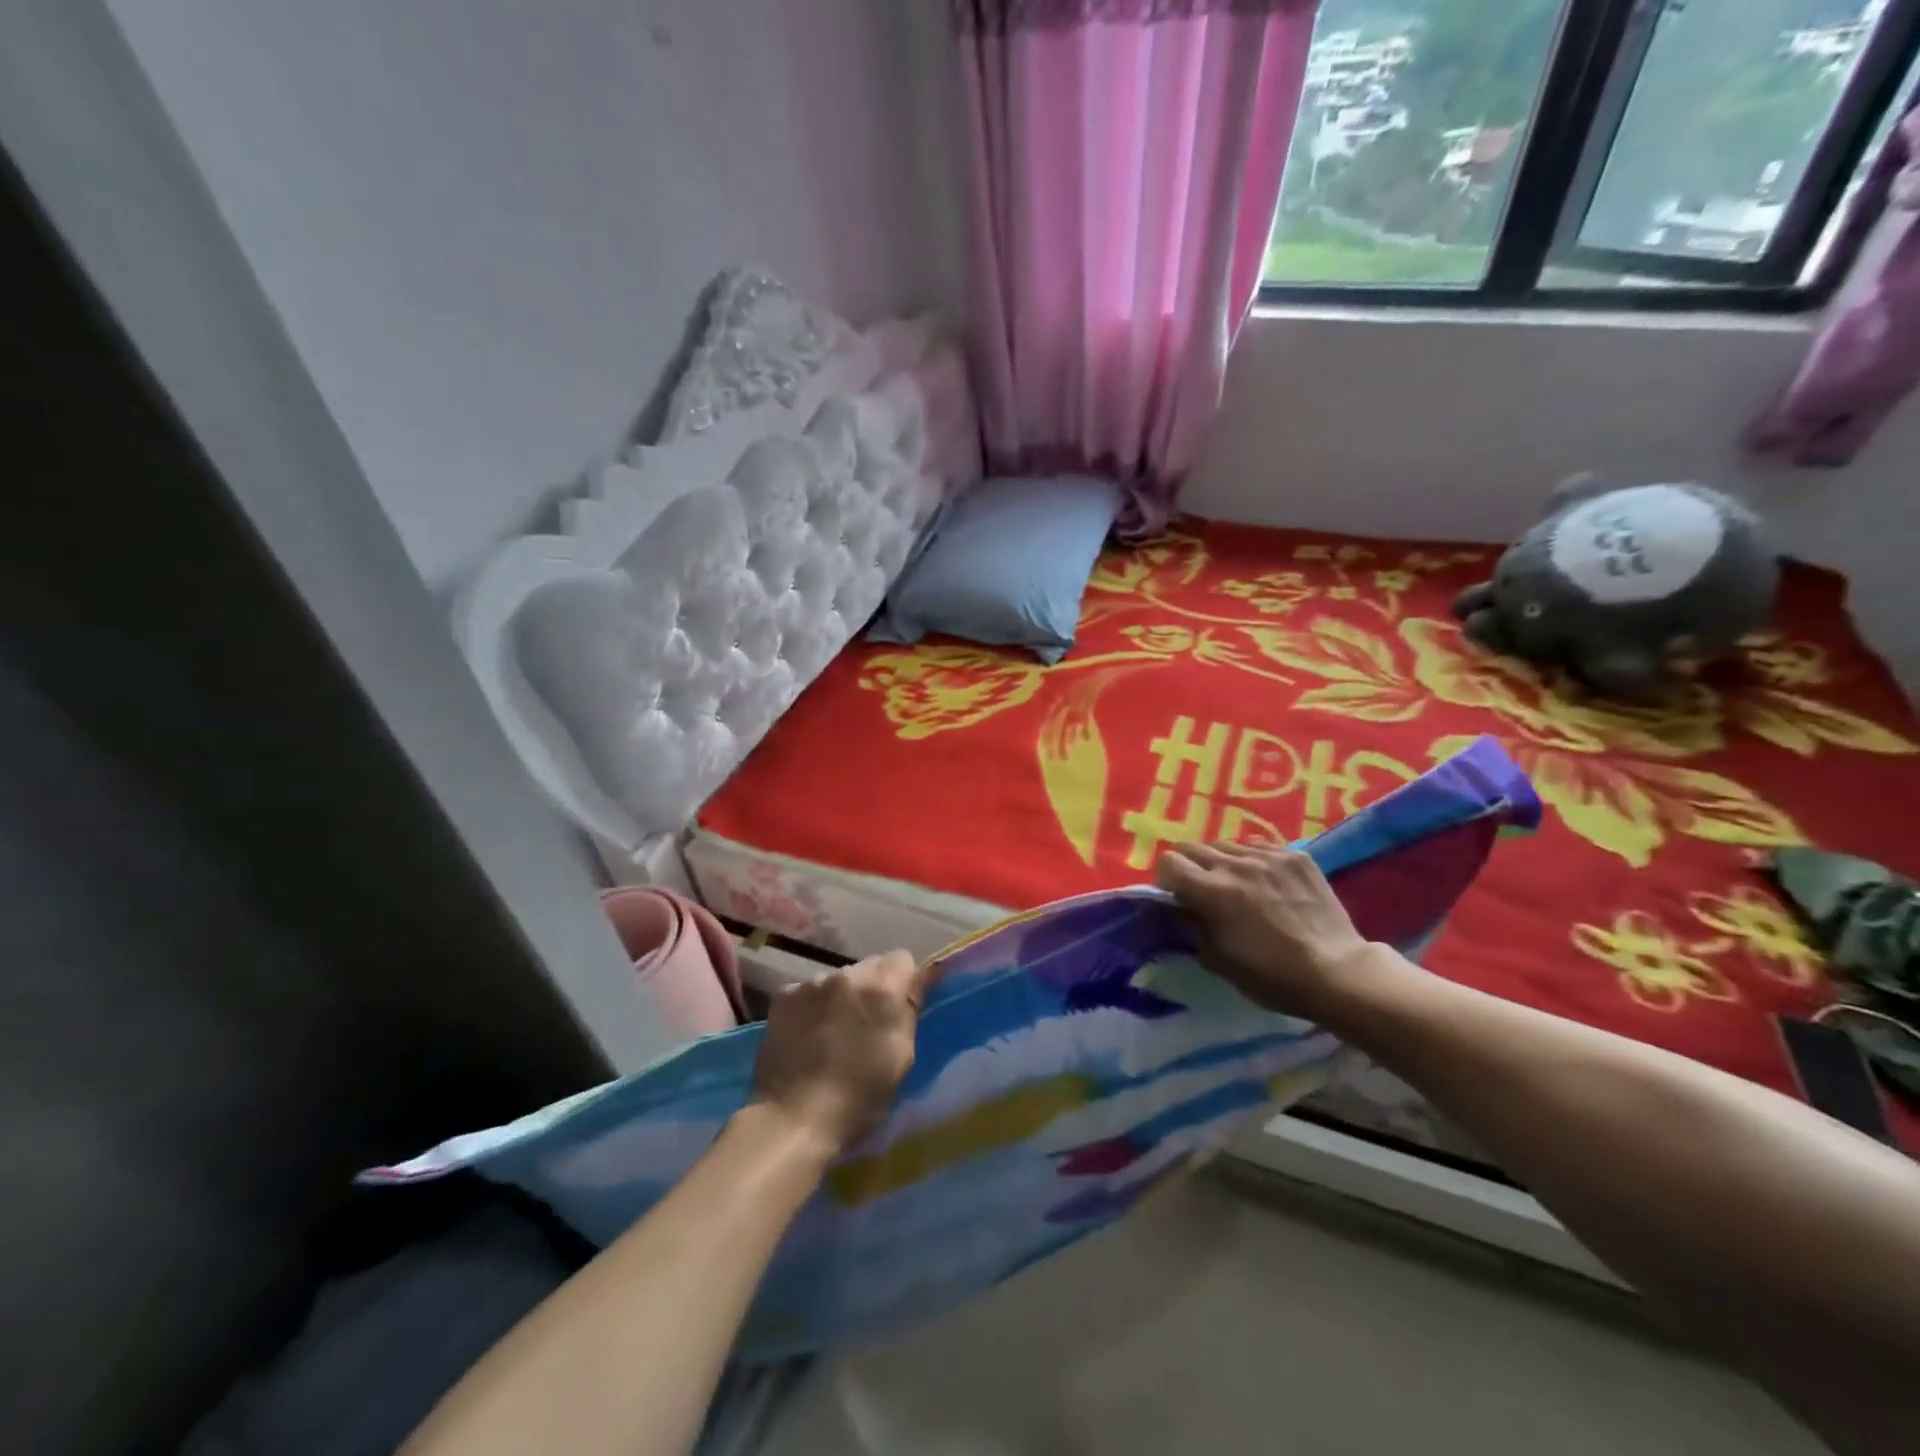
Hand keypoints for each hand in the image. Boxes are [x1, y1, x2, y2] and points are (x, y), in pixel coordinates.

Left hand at [751, 950, 932, 1157]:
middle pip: (869, 966)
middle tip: (867, 1024)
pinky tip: (808, 1035)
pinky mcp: (784, 996)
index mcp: (882, 988)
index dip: (904, 981)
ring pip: (838, 979)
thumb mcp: (901, 1055)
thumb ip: (911, 1009)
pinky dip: (814, 1007)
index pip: (902, 958)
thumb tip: (923, 977)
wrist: (794, 1118)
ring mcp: (812, 982)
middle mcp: (847, 974)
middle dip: (872, 987)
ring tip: (833, 1033)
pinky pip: (810, 991)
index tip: (899, 1007)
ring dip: (842, 997)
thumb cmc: (860, 1096)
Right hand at [1154, 843, 1388, 1019]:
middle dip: (1188, 866)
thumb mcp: (1218, 960)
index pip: (1168, 862)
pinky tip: (1264, 881)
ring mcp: (1268, 856)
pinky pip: (1259, 845)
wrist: (1338, 972)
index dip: (1166, 880)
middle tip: (1201, 890)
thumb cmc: (1272, 976)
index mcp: (1212, 891)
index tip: (1176, 897)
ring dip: (1221, 862)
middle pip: (1192, 846)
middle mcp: (1236, 864)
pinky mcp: (1295, 856)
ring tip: (1236, 884)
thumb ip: (1191, 927)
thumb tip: (1181, 910)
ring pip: (1226, 844)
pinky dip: (1252, 859)